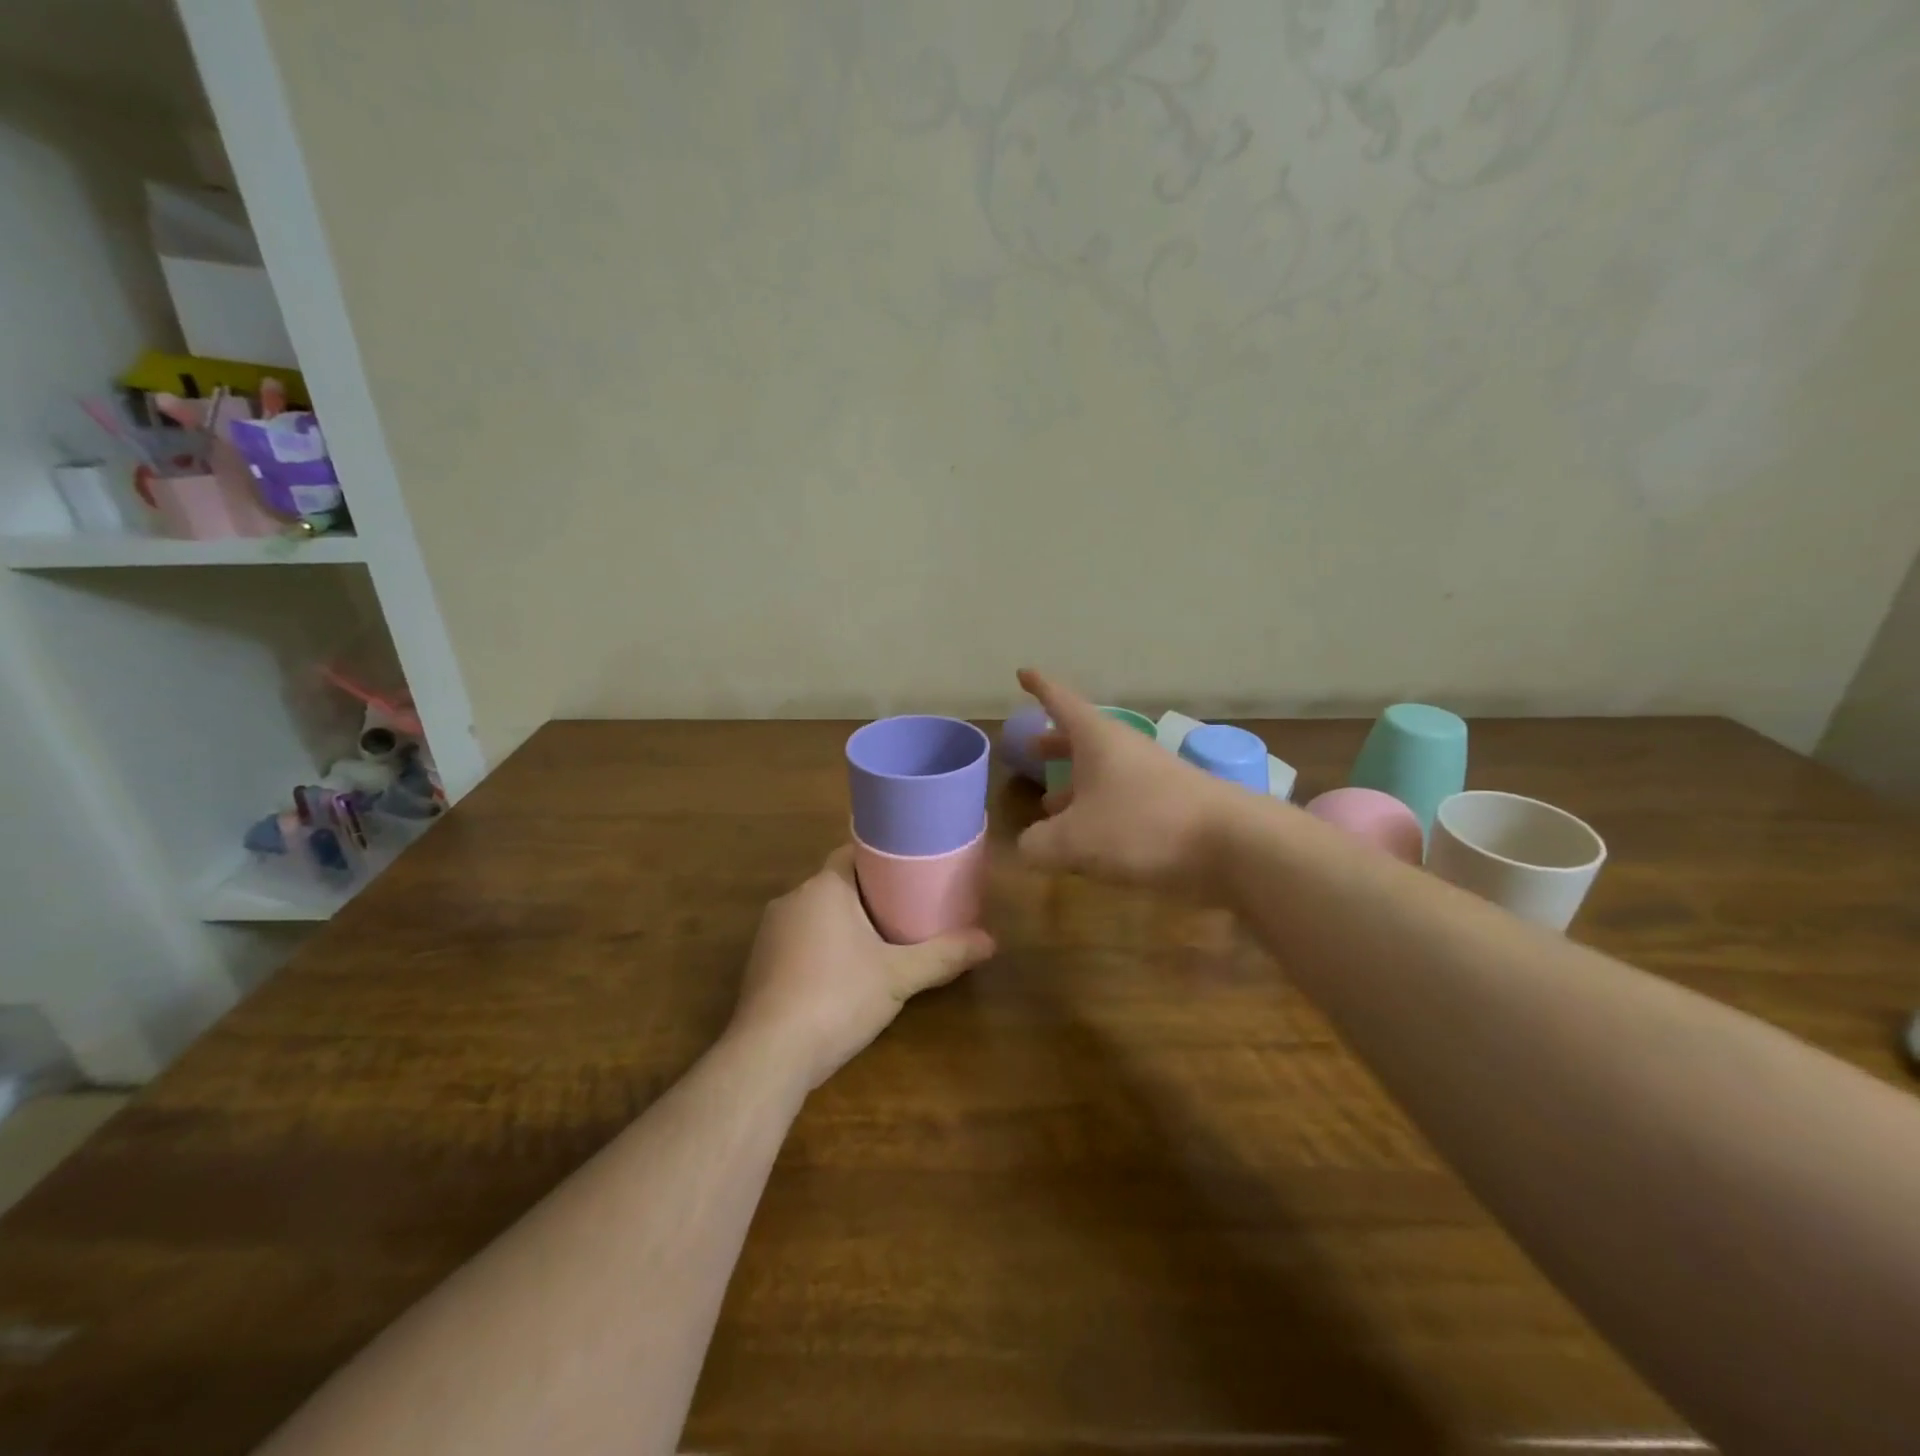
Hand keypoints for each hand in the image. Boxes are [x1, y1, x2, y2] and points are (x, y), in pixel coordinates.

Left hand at [731, 847, 995, 1088]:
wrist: (770, 1055)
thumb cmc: (838, 998)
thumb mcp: (899, 976)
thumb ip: (944, 955)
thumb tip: (992, 941)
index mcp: (824, 886)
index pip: (854, 853)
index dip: (884, 860)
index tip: (911, 872)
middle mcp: (791, 899)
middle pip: (837, 884)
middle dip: (869, 896)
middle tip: (907, 910)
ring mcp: (770, 933)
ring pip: (816, 914)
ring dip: (843, 924)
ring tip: (880, 942)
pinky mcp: (759, 964)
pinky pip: (799, 941)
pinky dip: (822, 948)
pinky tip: (842, 975)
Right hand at [1016, 667, 1235, 896]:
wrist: (1233, 844)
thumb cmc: (1142, 826)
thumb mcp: (1074, 840)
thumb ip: (1039, 844)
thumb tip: (1028, 847)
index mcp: (1097, 740)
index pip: (1061, 702)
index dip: (1039, 687)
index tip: (1023, 672)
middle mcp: (1124, 750)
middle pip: (1082, 739)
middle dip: (1055, 744)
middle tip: (1033, 749)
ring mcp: (1151, 776)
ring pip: (1103, 772)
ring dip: (1075, 785)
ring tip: (1050, 805)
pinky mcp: (1171, 806)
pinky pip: (1122, 799)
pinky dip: (1099, 811)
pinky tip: (1092, 839)